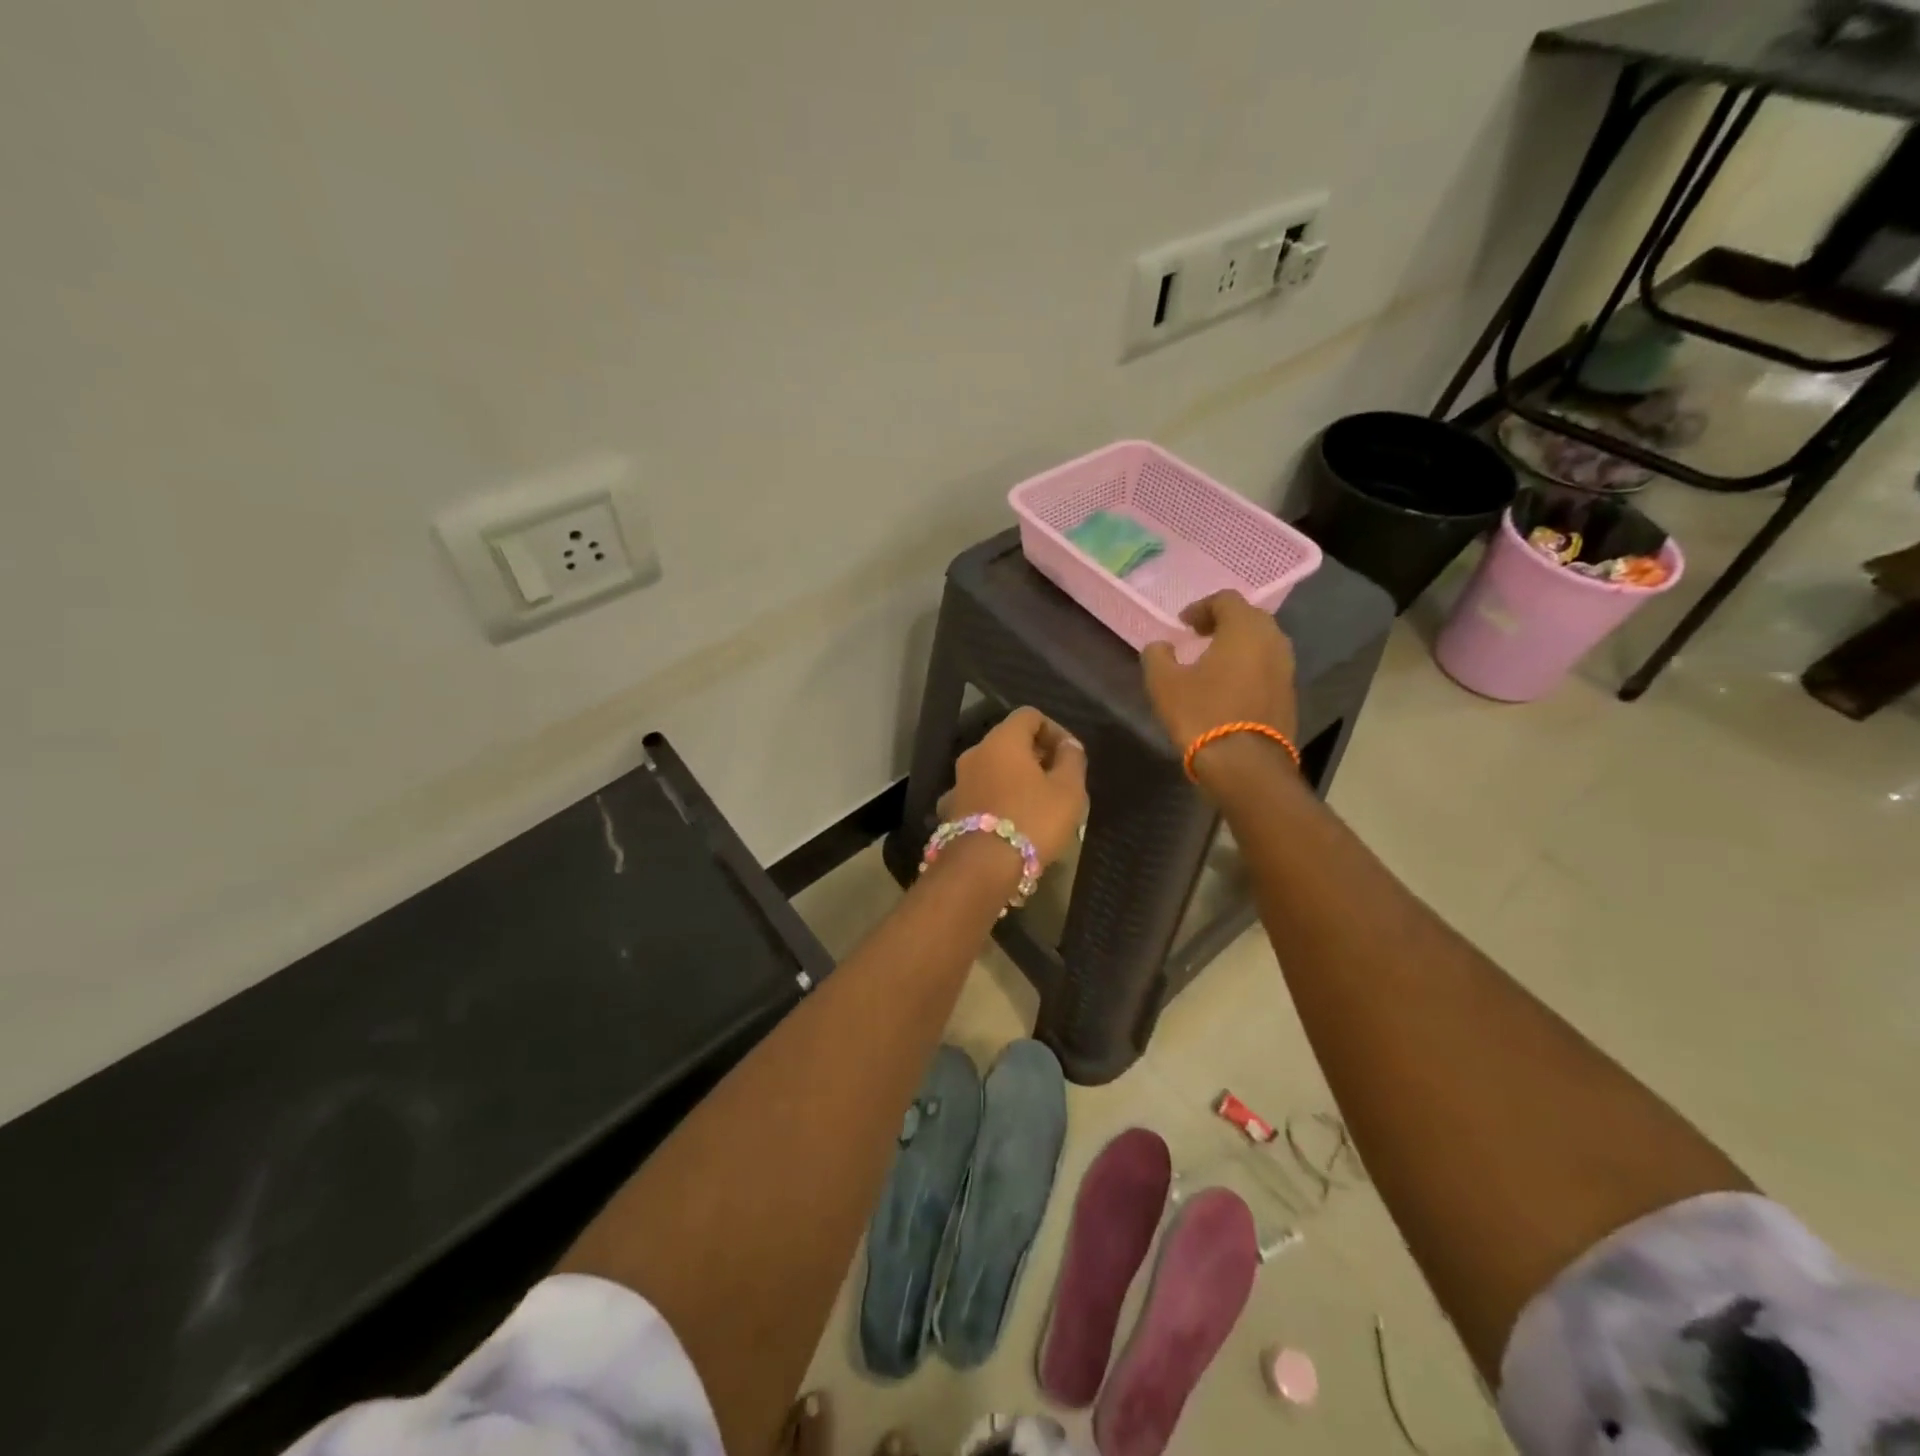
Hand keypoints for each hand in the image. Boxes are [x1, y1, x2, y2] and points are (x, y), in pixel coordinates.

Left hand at [941, 707, 1087, 867]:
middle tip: (1059, 781)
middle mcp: (974, 753)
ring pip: (993, 769)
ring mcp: (957, 782)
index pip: (1029, 715)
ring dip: (1015, 779)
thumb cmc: (1032, 821)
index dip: (1054, 730)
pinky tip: (1012, 822)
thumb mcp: (1068, 790)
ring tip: (1039, 804)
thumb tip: (1068, 745)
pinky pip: (980, 795)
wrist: (981, 868)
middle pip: (1008, 741)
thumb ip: (1072, 760)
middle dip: (1036, 756)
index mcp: (1002, 740)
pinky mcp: (951, 810)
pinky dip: (997, 800)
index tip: (1070, 755)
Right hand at [1141, 590, 1298, 752]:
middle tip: (1199, 637)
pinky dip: (1249, 667)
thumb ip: (1157, 655)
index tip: (1183, 624)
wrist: (1245, 765)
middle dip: (1223, 623)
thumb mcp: (1163, 683)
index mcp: (1245, 629)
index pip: (1226, 599)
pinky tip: (1229, 687)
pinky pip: (1268, 668)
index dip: (1201, 607)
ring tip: (1213, 662)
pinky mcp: (1290, 695)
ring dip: (1238, 646)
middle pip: (1249, 618)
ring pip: (1262, 643)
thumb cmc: (1202, 714)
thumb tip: (1160, 646)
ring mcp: (1286, 669)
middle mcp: (1273, 641)